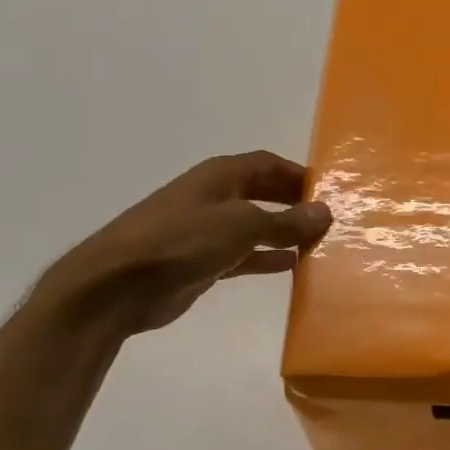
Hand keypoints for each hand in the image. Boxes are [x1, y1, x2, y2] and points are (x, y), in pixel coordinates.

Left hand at [40, 151, 330, 336]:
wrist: (118, 286)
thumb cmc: (181, 241)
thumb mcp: (241, 226)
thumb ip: (285, 221)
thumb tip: (324, 211)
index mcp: (220, 176)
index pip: (268, 164)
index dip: (298, 173)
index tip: (332, 190)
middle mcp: (214, 197)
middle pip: (263, 192)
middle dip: (294, 203)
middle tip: (331, 218)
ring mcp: (206, 230)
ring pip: (255, 225)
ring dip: (284, 232)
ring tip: (319, 243)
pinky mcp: (202, 261)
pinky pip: (244, 255)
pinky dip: (266, 258)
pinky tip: (292, 266)